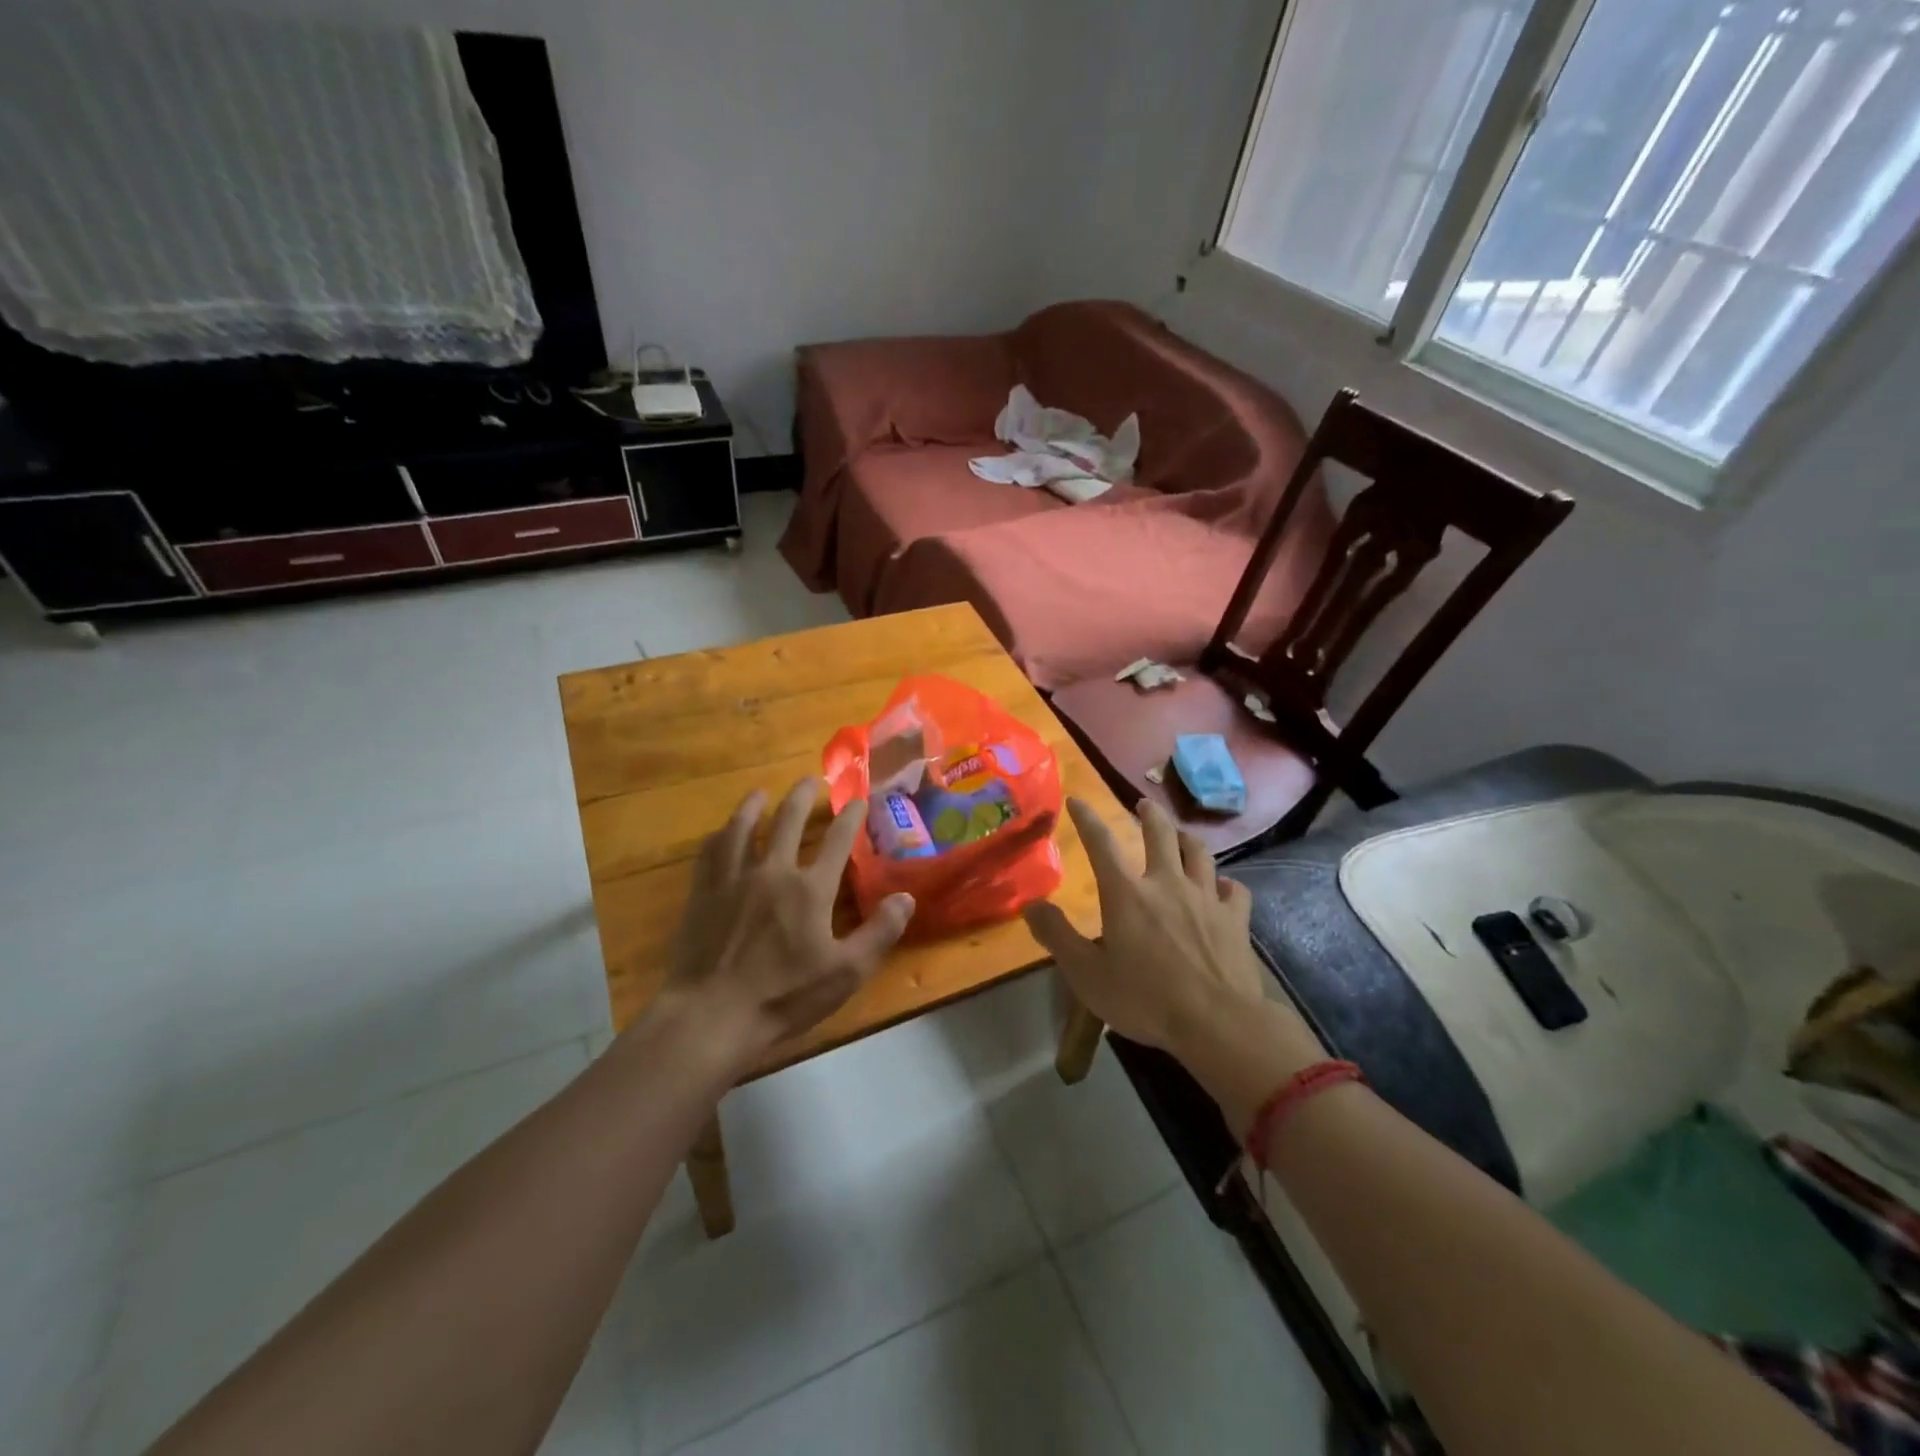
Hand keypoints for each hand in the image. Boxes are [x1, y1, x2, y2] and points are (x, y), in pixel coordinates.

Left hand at [663, 778, 914, 1065]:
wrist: (711, 1015)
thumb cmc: (783, 996)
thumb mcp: (845, 972)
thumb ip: (879, 933)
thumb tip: (906, 897)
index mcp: (810, 889)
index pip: (837, 842)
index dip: (850, 818)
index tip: (856, 799)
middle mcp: (773, 872)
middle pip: (788, 822)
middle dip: (802, 798)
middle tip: (808, 780)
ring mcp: (733, 880)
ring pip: (744, 829)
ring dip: (754, 807)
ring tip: (760, 793)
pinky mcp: (703, 894)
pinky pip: (711, 853)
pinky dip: (720, 836)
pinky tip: (722, 832)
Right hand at [1023, 797, 1269, 1058]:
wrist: (1217, 1023)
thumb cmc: (1144, 999)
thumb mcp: (1086, 974)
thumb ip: (1057, 936)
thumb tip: (1031, 905)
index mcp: (1127, 894)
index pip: (1101, 843)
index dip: (1087, 818)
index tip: (1077, 800)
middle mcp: (1167, 883)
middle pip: (1160, 834)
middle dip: (1149, 815)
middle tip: (1144, 804)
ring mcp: (1206, 898)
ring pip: (1199, 853)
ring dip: (1187, 839)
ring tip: (1181, 835)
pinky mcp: (1236, 919)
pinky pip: (1234, 889)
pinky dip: (1225, 883)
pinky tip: (1223, 886)